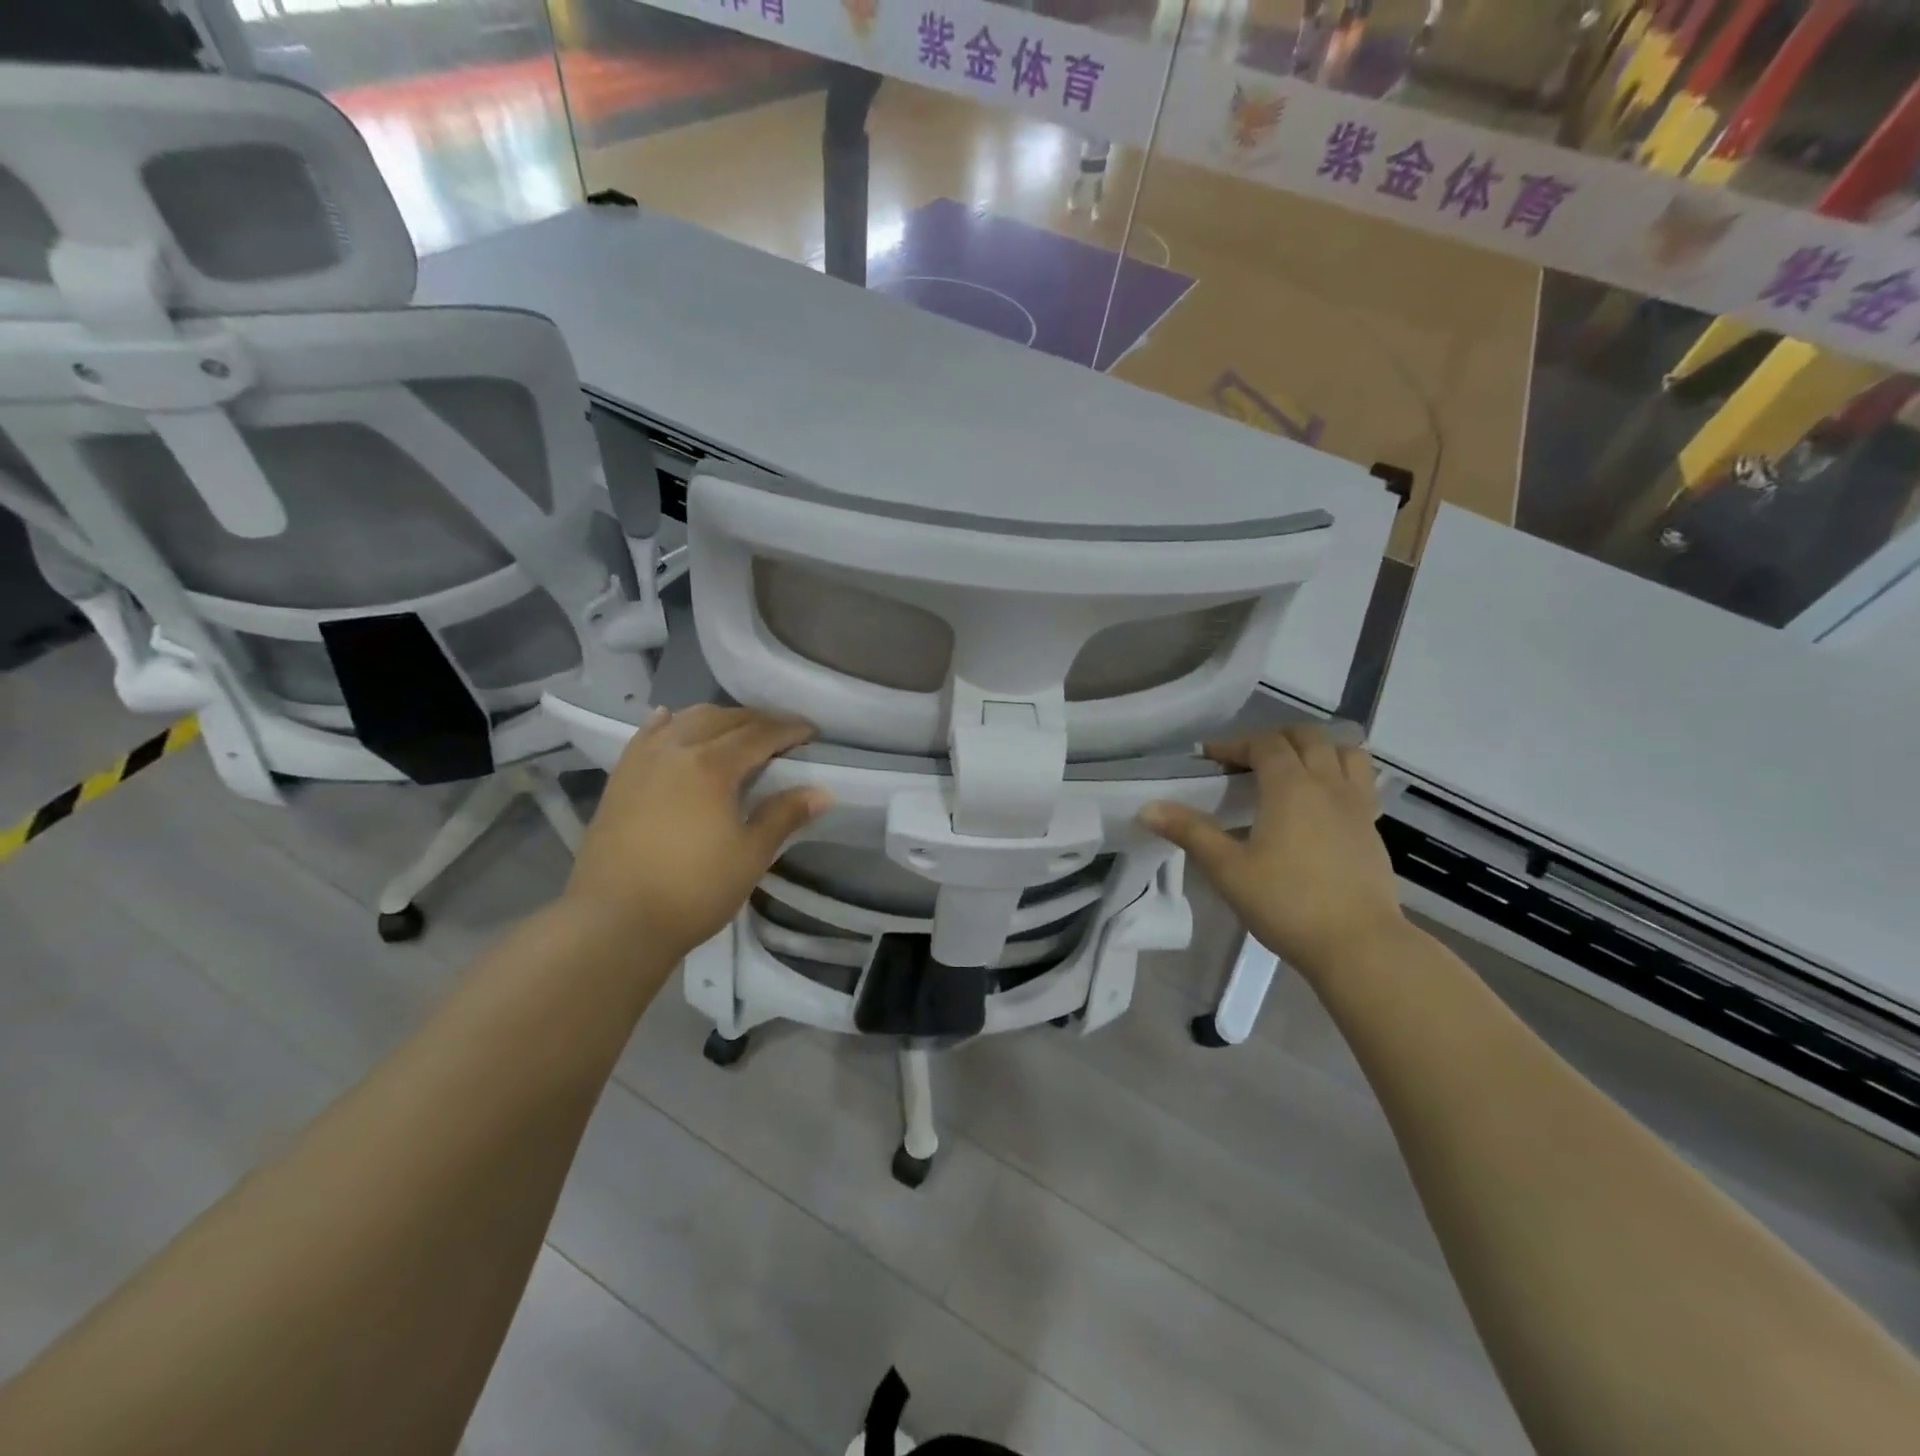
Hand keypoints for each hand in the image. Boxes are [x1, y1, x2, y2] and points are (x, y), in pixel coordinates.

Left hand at [565, 705, 828, 959]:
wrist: (615, 921)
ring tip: (738, 730)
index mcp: (712, 767)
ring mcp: (643, 761)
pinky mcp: (620, 778)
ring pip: (685, 720)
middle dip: (758, 720)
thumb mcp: (750, 856)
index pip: (759, 735)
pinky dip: (669, 724)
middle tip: (783, 733)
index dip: (789, 730)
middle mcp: (677, 751)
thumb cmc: (693, 890)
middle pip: (724, 720)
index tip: (812, 732)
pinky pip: (647, 736)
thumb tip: (822, 792)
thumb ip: (784, 816)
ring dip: (718, 718)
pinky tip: (672, 719)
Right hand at [1140, 724, 1406, 975]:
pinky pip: (1360, 782)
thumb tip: (1148, 808)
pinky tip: (1322, 802)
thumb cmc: (1287, 903)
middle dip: (1274, 739)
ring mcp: (1357, 805)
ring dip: (1316, 749)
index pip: (1264, 744)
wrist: (1359, 945)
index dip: (1234, 744)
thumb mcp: (1228, 869)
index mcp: (1291, 786)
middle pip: (1307, 738)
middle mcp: (1328, 784)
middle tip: (1247, 761)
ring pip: (1344, 753)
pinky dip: (1339, 774)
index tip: (1209, 758)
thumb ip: (1191, 832)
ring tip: (1292, 770)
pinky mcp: (1373, 829)